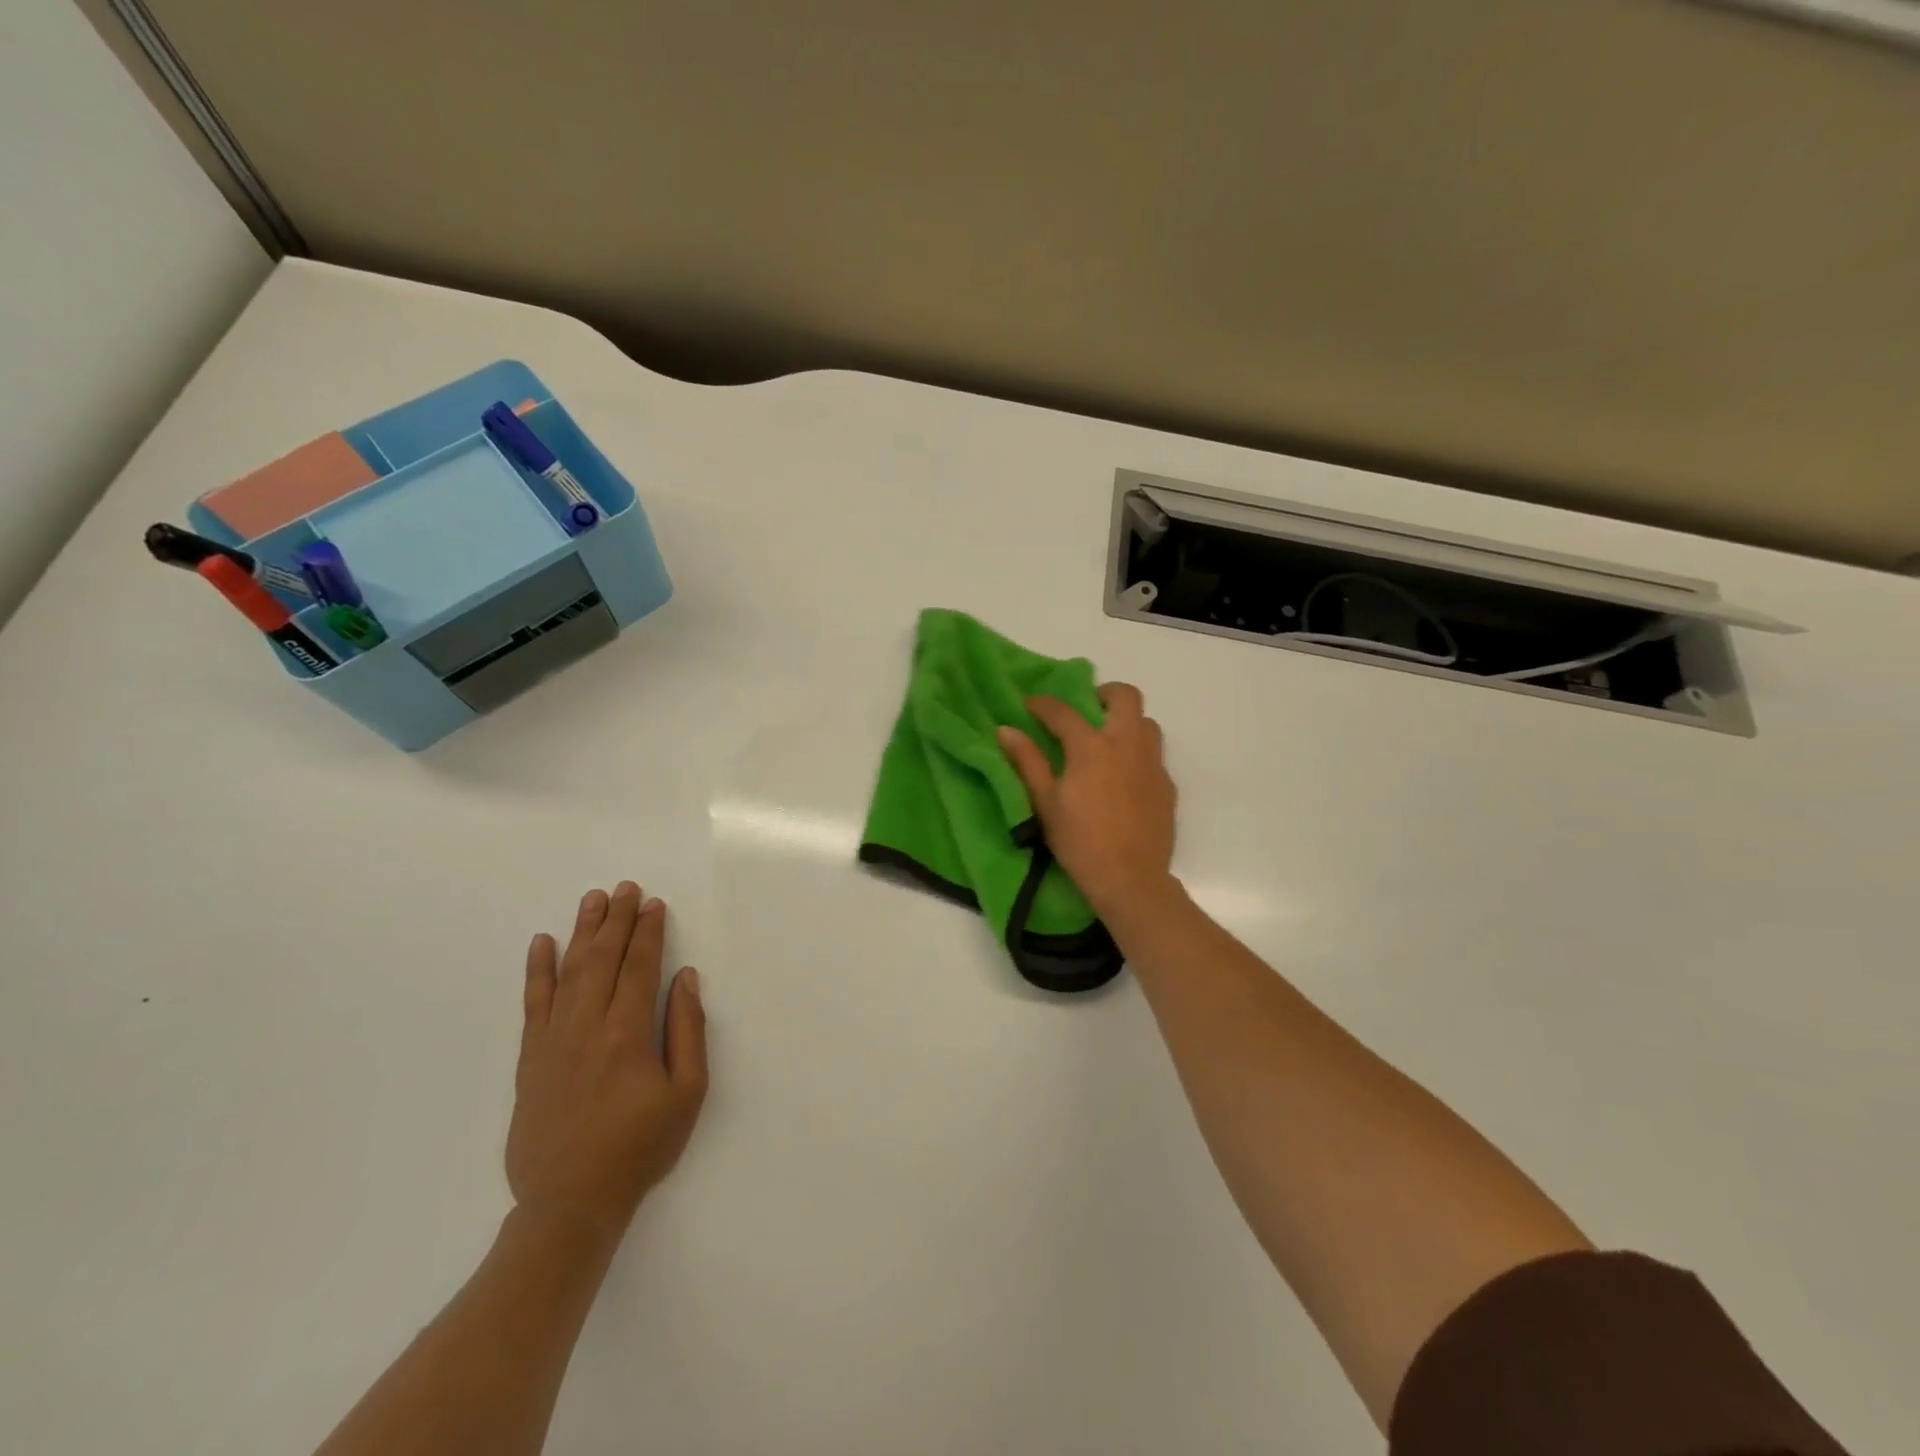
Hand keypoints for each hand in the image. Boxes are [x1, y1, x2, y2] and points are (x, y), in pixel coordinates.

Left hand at [507, 883, 708, 1244]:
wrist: (569, 1203)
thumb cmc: (639, 1147)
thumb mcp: (687, 1093)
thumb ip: (687, 1030)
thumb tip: (684, 977)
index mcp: (627, 1033)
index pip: (639, 966)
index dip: (648, 932)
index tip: (653, 903)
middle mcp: (586, 1026)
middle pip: (602, 959)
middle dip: (615, 920)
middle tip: (625, 888)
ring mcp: (552, 1040)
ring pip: (568, 972)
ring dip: (582, 932)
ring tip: (592, 900)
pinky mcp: (530, 1058)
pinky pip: (533, 1003)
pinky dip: (537, 970)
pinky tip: (542, 944)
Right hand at [997, 682, 1177, 917]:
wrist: (1130, 879)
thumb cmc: (1080, 841)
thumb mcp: (1045, 803)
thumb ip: (1027, 761)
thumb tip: (1005, 730)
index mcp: (1092, 747)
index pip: (1064, 711)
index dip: (1043, 704)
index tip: (1030, 705)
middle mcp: (1127, 744)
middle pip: (1124, 696)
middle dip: (1103, 694)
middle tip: (1085, 711)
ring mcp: (1152, 763)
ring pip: (1146, 722)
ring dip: (1126, 722)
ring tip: (1106, 743)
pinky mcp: (1167, 785)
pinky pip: (1154, 754)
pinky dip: (1137, 753)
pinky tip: (1122, 778)